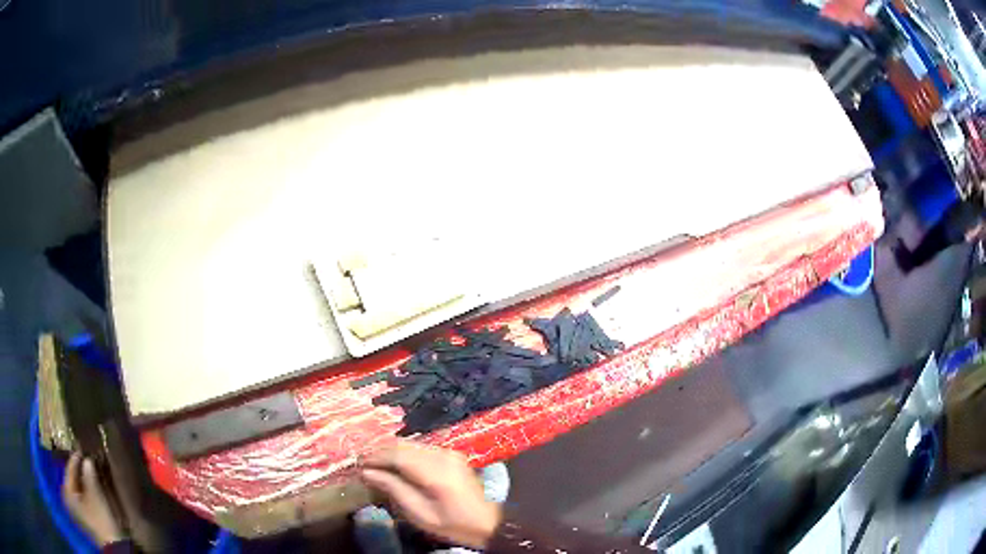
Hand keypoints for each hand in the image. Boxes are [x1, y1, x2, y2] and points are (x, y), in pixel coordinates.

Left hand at [62, 452, 124, 546]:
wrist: (113, 546)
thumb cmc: (100, 518)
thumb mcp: (95, 493)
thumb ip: (89, 472)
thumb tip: (87, 459)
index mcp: (66, 491)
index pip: (69, 469)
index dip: (76, 459)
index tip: (82, 449)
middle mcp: (67, 499)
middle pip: (72, 480)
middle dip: (79, 471)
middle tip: (86, 460)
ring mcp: (75, 510)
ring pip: (77, 489)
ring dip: (83, 481)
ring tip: (90, 473)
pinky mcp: (83, 517)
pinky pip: (81, 498)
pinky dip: (86, 491)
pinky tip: (92, 488)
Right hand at [360, 440, 501, 548]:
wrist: (489, 523)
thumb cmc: (453, 524)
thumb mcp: (420, 514)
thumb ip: (394, 490)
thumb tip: (367, 473)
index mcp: (436, 472)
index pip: (397, 454)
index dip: (374, 457)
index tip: (357, 464)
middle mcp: (442, 455)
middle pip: (403, 445)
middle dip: (379, 452)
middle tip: (362, 463)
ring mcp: (449, 452)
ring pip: (411, 444)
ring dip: (390, 451)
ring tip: (374, 464)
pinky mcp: (451, 454)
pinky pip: (421, 448)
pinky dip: (404, 453)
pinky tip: (394, 464)